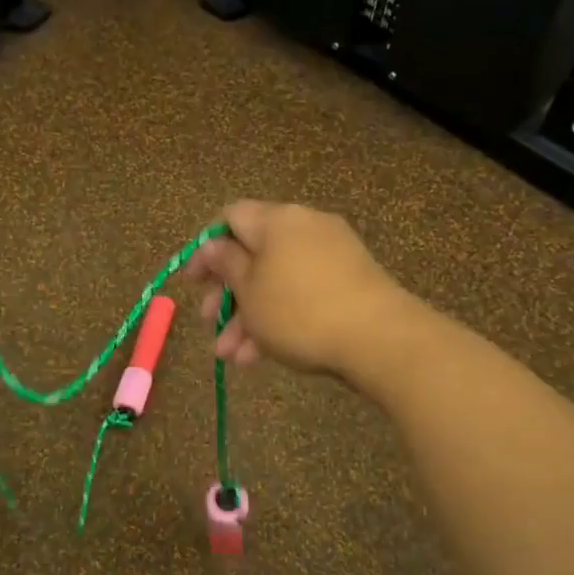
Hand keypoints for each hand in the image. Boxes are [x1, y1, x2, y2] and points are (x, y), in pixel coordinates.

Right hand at [183, 200, 415, 379]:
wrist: (380, 338)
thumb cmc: (299, 311)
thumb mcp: (250, 291)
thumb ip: (225, 264)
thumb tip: (213, 245)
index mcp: (277, 220)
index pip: (231, 217)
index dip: (206, 248)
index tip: (193, 281)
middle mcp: (304, 227)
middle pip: (253, 253)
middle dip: (226, 293)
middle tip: (209, 322)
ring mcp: (331, 254)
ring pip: (276, 280)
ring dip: (248, 316)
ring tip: (231, 356)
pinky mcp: (349, 281)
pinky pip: (302, 293)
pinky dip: (279, 317)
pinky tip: (260, 356)